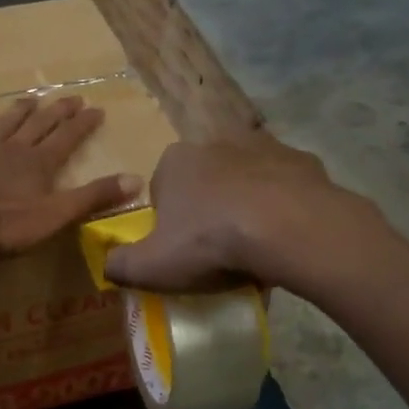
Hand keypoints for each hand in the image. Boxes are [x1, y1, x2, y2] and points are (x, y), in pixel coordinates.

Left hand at [0, 95, 140, 258]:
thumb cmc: (5, 223)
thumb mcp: (56, 215)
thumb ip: (94, 197)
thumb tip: (136, 179)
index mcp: (40, 163)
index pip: (67, 137)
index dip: (83, 123)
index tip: (97, 109)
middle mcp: (13, 148)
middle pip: (39, 124)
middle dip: (58, 111)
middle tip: (72, 98)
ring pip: (6, 123)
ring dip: (21, 111)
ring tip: (32, 99)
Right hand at [103, 137, 374, 293]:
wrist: (289, 228)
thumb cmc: (210, 242)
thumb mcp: (151, 266)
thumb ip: (120, 265)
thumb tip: (107, 265)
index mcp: (175, 161)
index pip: (162, 190)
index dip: (169, 222)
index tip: (182, 251)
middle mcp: (216, 143)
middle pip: (205, 181)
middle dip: (209, 209)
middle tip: (219, 251)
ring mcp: (263, 147)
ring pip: (247, 180)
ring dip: (247, 204)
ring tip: (256, 246)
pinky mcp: (302, 160)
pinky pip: (286, 187)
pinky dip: (284, 206)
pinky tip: (287, 236)